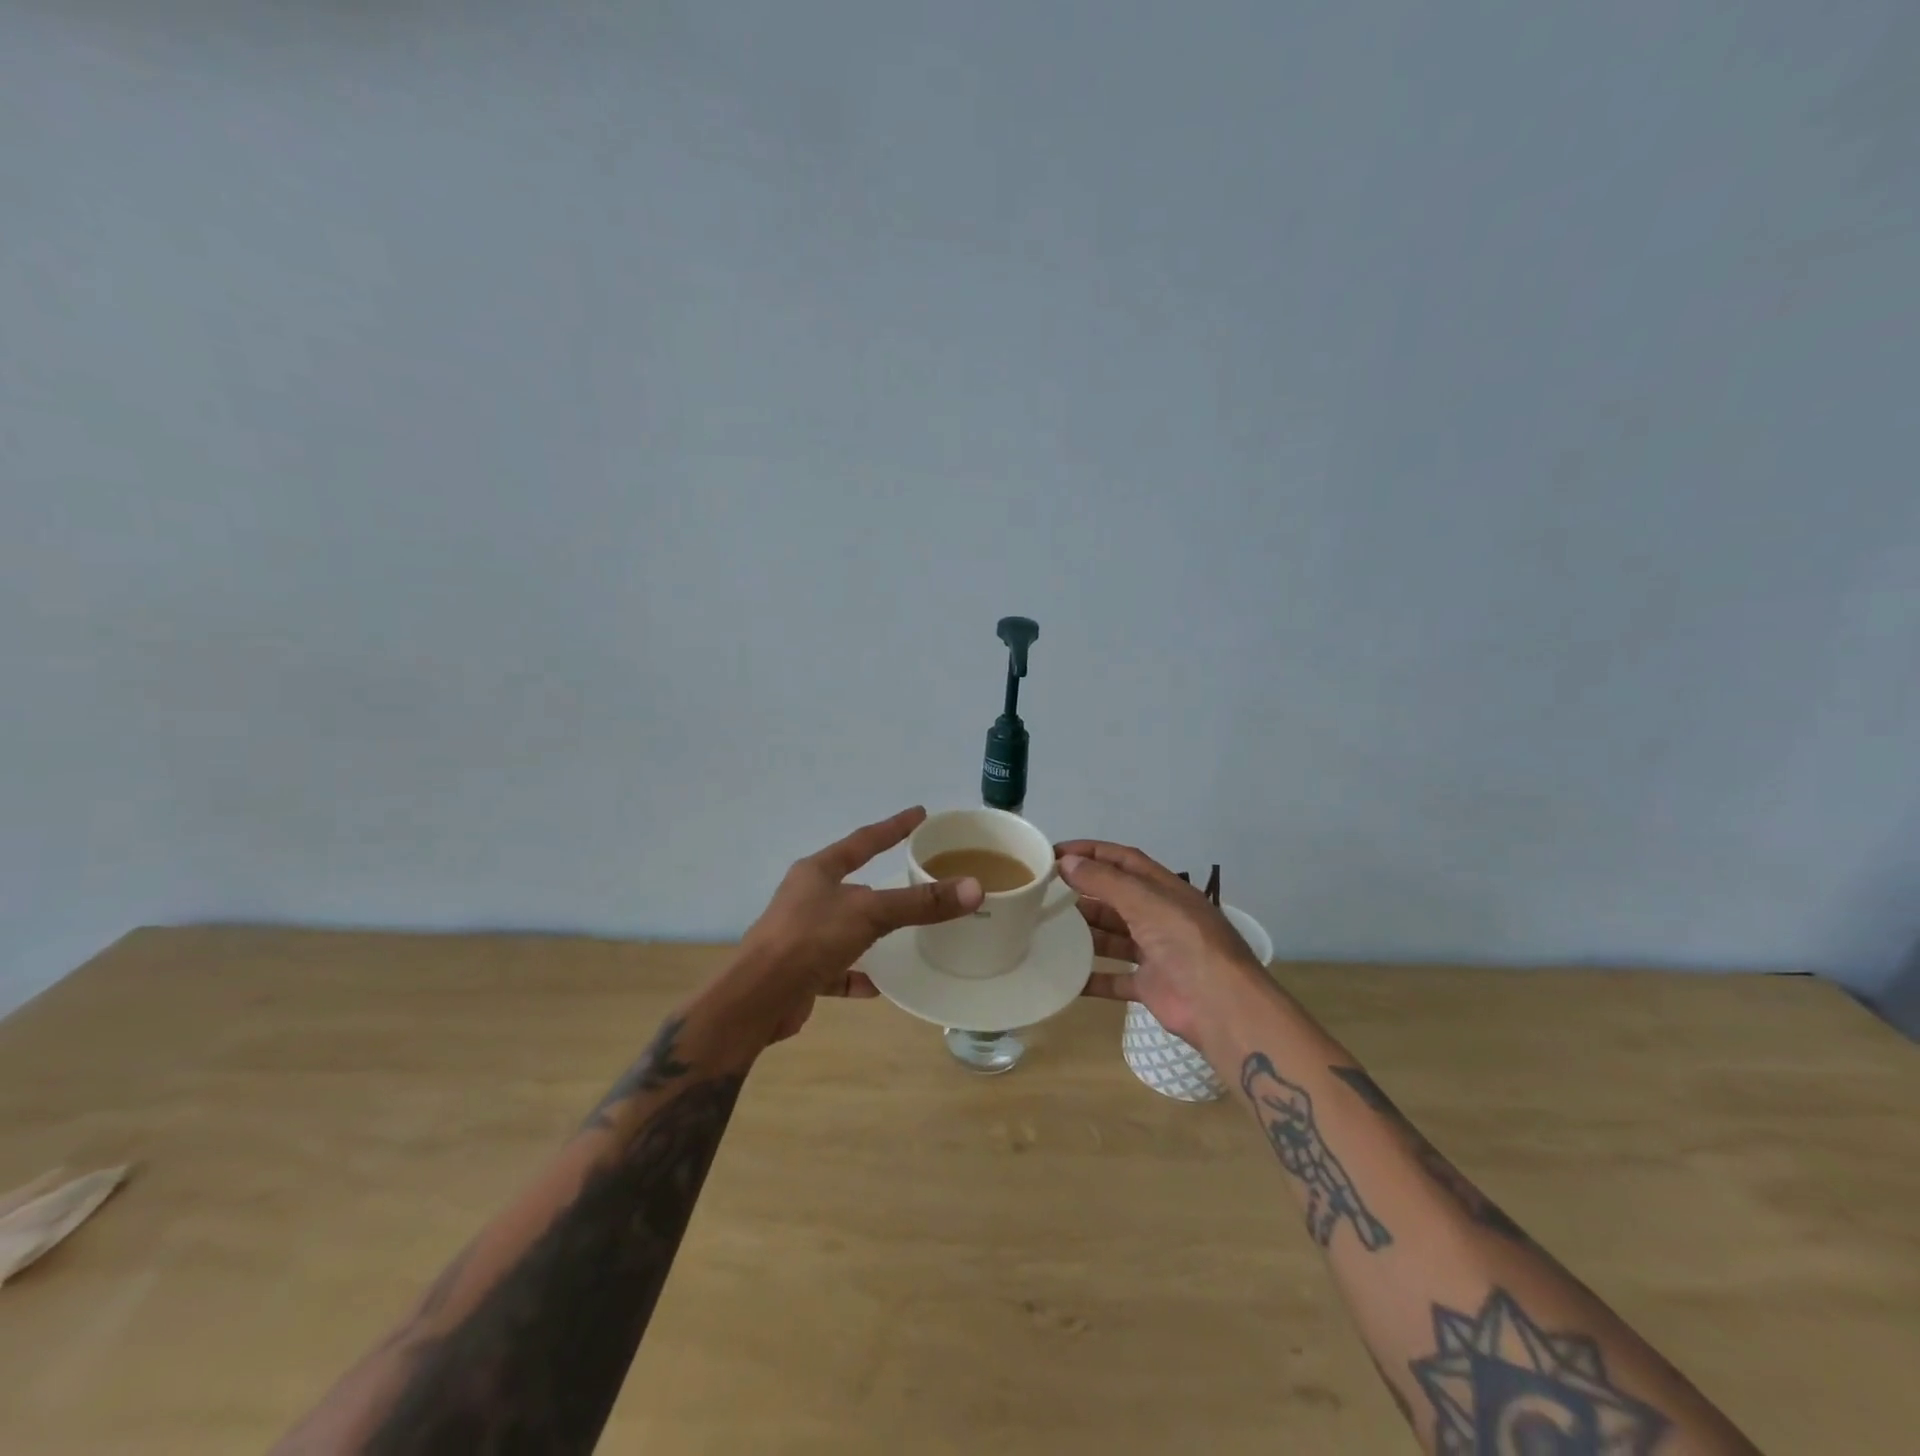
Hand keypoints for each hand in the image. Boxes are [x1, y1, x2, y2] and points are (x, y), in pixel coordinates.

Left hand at [731, 807, 983, 1042]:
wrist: (758, 1000)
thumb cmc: (810, 939)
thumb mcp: (870, 913)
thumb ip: (920, 902)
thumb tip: (974, 888)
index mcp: (817, 872)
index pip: (863, 841)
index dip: (893, 827)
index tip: (920, 814)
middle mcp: (805, 898)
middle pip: (850, 884)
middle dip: (879, 883)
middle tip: (913, 876)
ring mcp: (800, 936)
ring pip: (843, 927)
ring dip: (868, 932)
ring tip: (901, 934)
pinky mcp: (799, 972)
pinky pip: (834, 969)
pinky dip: (856, 975)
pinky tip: (877, 985)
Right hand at [1055, 839, 1268, 1046]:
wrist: (1221, 1005)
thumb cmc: (1185, 941)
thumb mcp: (1145, 901)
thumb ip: (1105, 882)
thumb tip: (1067, 862)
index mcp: (1163, 889)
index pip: (1122, 860)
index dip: (1090, 853)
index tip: (1054, 854)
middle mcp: (1159, 916)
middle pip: (1115, 898)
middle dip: (1083, 893)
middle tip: (1044, 894)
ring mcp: (1155, 952)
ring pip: (1112, 936)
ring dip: (1085, 933)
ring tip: (1048, 929)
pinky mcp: (1150, 986)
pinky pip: (1114, 978)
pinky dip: (1092, 977)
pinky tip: (1064, 976)